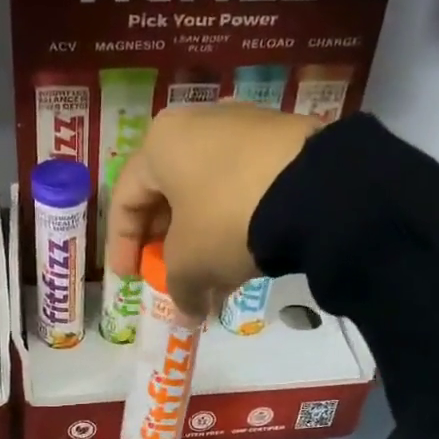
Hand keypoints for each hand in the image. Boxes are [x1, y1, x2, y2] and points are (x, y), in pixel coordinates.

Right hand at [104, 101, 319, 319]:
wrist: (317, 190)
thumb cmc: (226, 219)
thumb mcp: (191, 263)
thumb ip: (178, 290)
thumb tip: (187, 315)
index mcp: (161, 143)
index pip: (125, 199)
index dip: (122, 244)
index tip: (130, 278)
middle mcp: (198, 124)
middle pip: (169, 193)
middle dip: (167, 243)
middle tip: (170, 276)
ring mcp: (245, 128)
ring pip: (209, 193)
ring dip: (204, 240)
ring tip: (212, 280)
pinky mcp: (285, 141)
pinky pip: (245, 188)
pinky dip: (237, 224)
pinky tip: (246, 259)